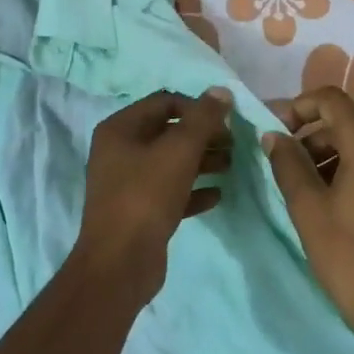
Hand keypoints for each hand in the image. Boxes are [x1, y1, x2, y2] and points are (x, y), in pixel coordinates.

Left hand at [71, 88, 232, 304]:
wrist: (120, 262)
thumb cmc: (146, 196)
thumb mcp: (179, 151)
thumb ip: (202, 119)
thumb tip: (221, 91)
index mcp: (120, 129)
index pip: (164, 103)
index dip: (197, 108)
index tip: (225, 122)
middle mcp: (120, 151)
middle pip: (168, 133)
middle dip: (203, 136)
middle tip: (233, 144)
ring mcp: (128, 183)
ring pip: (171, 163)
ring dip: (202, 161)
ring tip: (231, 165)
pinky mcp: (140, 212)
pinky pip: (171, 192)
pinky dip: (193, 190)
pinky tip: (217, 196)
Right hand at [263, 87, 353, 353]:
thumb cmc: (350, 259)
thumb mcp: (308, 209)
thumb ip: (288, 164)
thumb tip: (273, 136)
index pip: (331, 100)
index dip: (298, 107)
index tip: (276, 134)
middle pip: (345, 123)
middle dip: (310, 137)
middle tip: (282, 168)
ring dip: (327, 156)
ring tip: (303, 191)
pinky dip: (349, 171)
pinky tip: (331, 204)